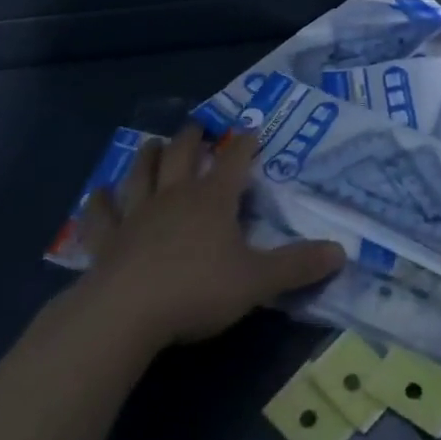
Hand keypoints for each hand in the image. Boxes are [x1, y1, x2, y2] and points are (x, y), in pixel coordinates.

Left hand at [74, 127, 345, 350]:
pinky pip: (101, 215)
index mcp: (212, 200)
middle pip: (183, 155)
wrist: (126, 313)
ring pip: (142, 174)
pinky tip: (98, 192)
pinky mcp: (106, 240)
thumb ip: (297, 266)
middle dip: (192, 138)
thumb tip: (342, 251)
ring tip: (153, 143)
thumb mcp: (257, 281)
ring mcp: (137, 215)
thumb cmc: (196, 290)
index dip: (244, 143)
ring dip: (148, 156)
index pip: (234, 161)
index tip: (250, 128)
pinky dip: (100, 202)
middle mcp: (175, 196)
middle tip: (197, 126)